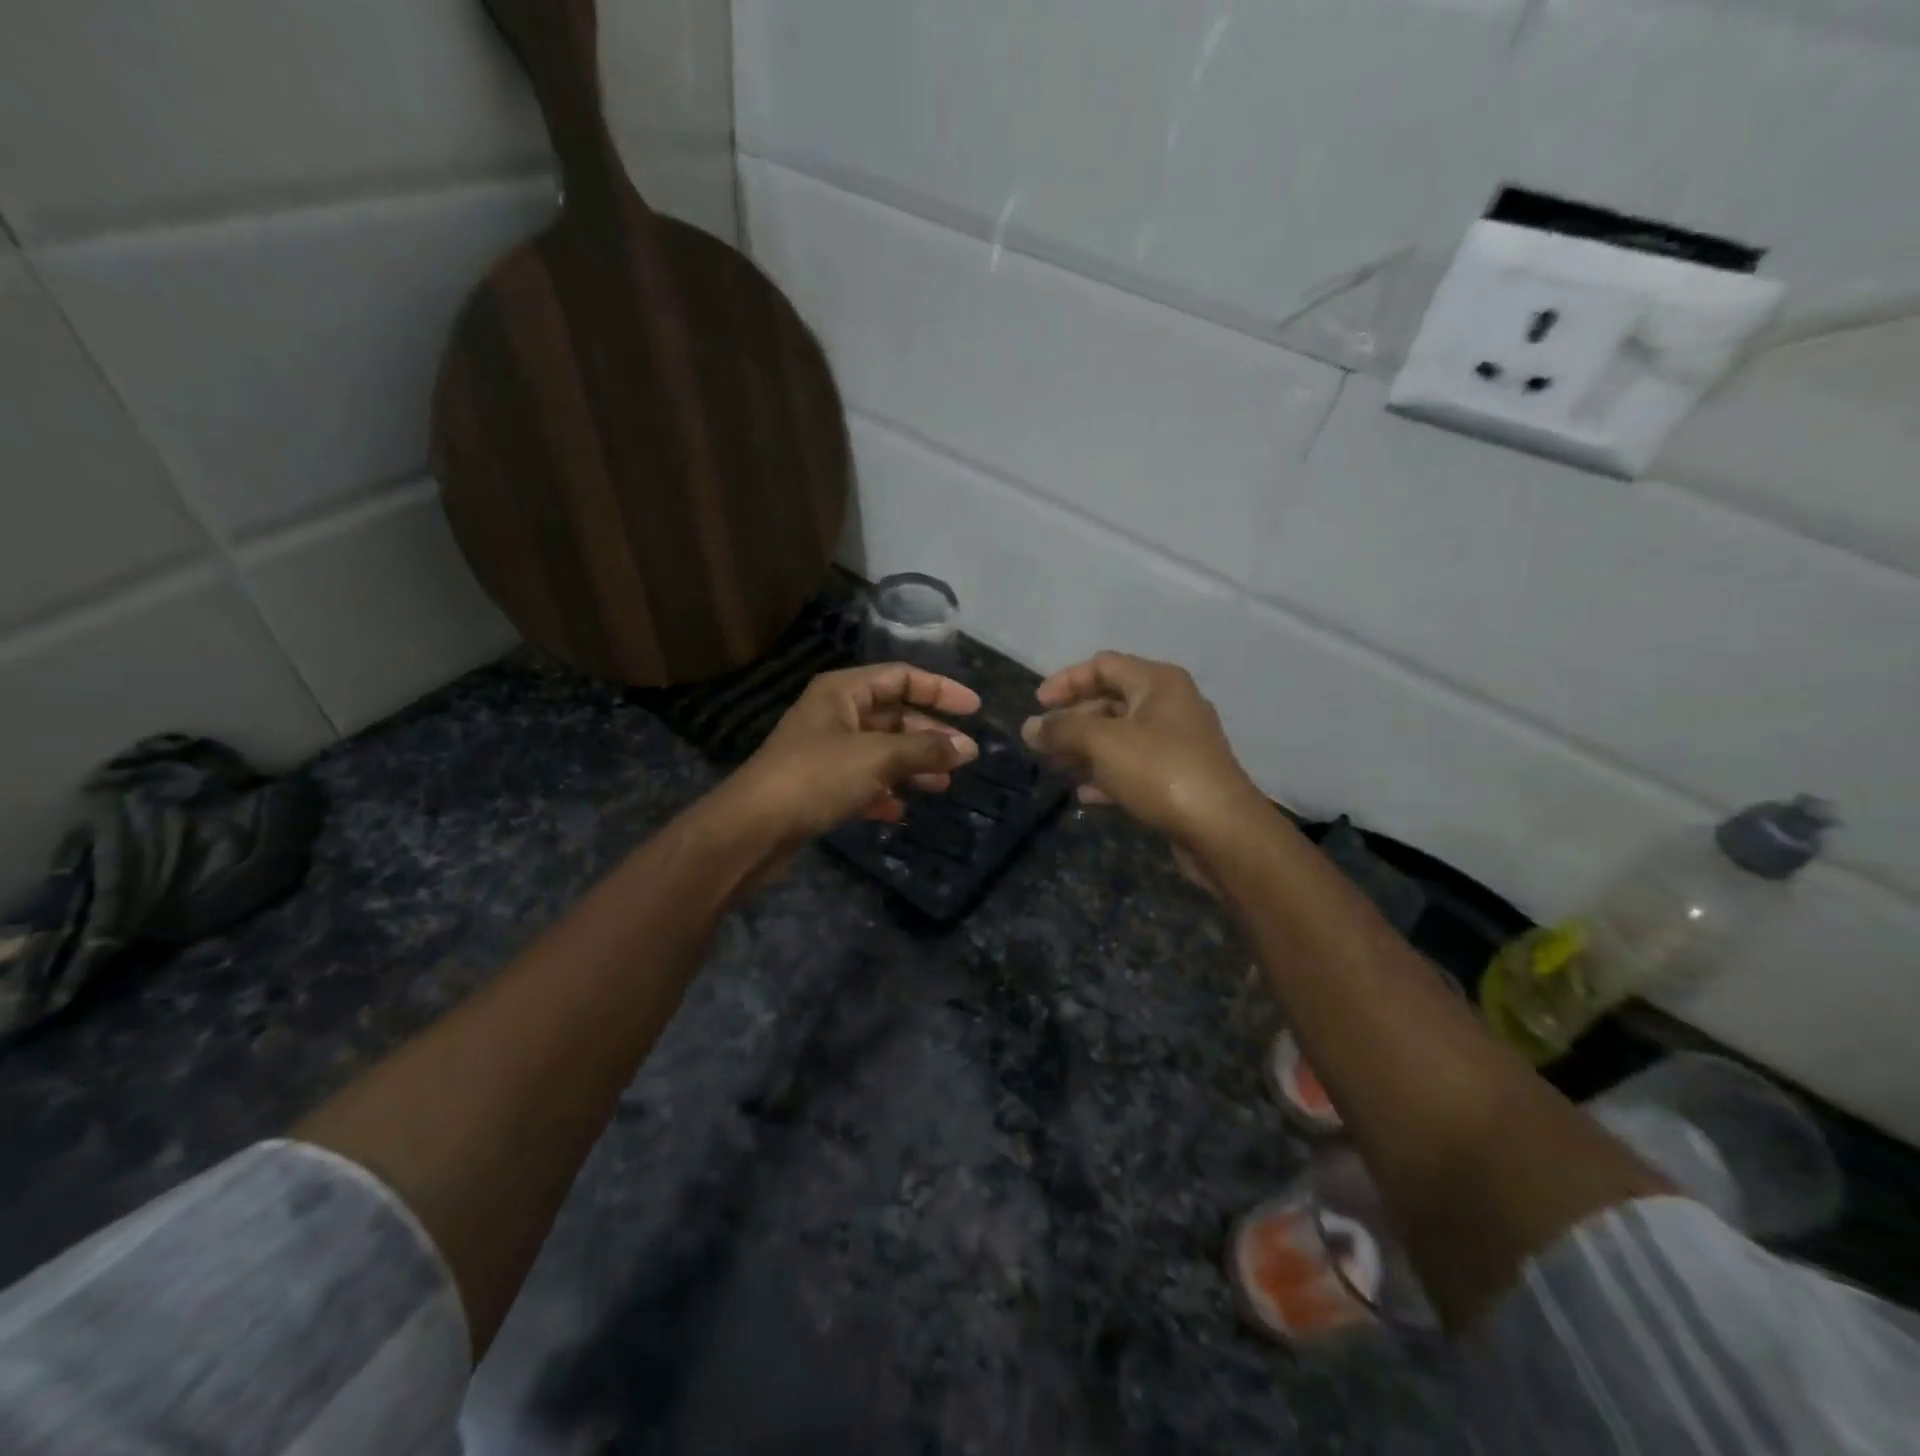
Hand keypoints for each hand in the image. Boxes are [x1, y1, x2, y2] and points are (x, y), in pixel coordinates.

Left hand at [720, 663, 980, 846]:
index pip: (901, 677)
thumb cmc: (816, 777)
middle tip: (964, 756)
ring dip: (912, 764)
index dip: (940, 690)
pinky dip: (884, 791)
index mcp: (843, 691)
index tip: (975, 709)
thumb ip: (926, 749)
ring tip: (943, 784)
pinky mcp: (820, 785)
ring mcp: (826, 750)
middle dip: (930, 734)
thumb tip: (968, 748)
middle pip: (893, 715)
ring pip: (881, 750)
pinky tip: (901, 810)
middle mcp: (834, 714)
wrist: (754, 828)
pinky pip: (863, 780)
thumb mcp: (878, 757)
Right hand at [1021, 652, 1263, 847]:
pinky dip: (1106, 774)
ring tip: (1056, 767)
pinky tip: (1084, 794)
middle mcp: (1170, 705)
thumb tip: (1029, 727)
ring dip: (1085, 749)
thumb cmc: (1160, 772)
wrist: (1221, 830)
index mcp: (1157, 682)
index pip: (1103, 665)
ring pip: (1120, 736)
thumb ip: (1061, 730)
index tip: (1037, 706)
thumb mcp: (1102, 743)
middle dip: (1072, 720)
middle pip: (1110, 700)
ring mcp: (1177, 743)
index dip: (1066, 681)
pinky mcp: (1178, 777)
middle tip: (1042, 742)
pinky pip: (1134, 766)